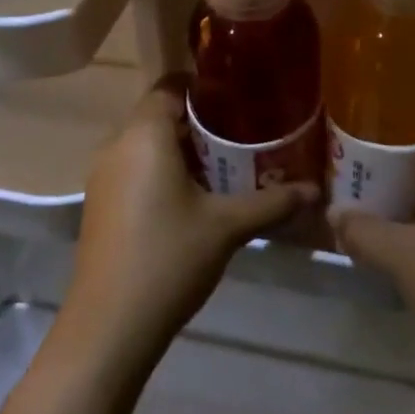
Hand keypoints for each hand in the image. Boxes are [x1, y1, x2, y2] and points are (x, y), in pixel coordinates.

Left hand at [56, 83, 316, 375]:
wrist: (108, 328)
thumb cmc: (168, 259)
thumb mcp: (227, 226)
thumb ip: (272, 202)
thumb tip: (314, 190)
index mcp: (144, 134)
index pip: (170, 85)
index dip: (204, 85)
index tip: (239, 96)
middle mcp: (117, 145)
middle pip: (159, 113)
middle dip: (200, 120)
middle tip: (243, 130)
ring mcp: (103, 176)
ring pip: (146, 143)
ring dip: (182, 147)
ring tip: (226, 162)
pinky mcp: (100, 204)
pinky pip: (135, 167)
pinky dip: (163, 169)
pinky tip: (195, 196)